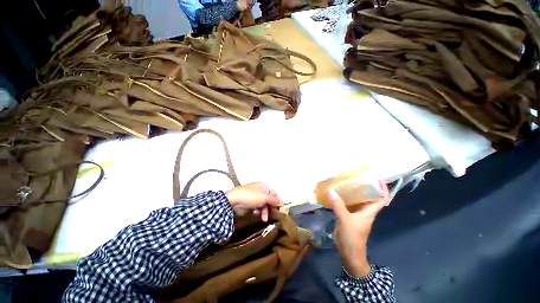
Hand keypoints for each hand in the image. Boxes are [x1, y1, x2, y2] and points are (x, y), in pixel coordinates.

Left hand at [226, 182, 282, 221]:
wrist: (234, 201)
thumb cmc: (251, 197)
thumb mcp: (265, 198)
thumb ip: (274, 201)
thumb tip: (283, 203)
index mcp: (264, 186)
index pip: (275, 194)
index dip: (278, 202)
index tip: (281, 211)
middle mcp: (261, 190)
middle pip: (270, 200)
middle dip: (271, 208)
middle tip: (274, 216)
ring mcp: (255, 197)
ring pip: (264, 205)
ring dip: (265, 212)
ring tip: (264, 219)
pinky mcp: (250, 204)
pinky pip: (258, 208)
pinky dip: (259, 212)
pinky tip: (258, 215)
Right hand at [330, 180, 389, 277]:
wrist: (349, 253)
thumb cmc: (352, 237)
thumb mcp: (345, 220)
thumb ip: (338, 205)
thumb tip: (331, 191)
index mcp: (369, 212)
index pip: (381, 199)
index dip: (383, 189)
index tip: (378, 179)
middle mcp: (364, 211)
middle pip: (368, 197)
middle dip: (365, 187)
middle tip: (357, 176)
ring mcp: (356, 214)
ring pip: (357, 201)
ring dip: (353, 192)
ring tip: (346, 182)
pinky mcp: (348, 217)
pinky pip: (347, 205)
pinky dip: (344, 199)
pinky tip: (336, 194)